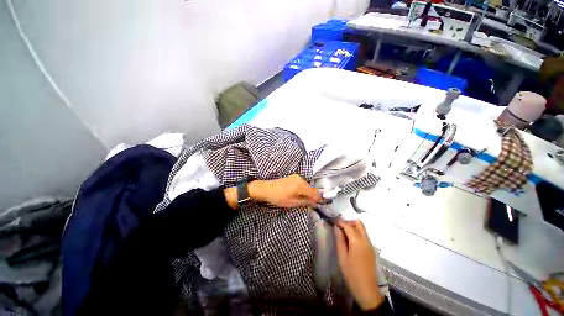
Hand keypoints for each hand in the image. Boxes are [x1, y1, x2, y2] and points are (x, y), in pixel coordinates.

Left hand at [249, 174, 321, 207]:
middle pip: (311, 188)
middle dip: (313, 196)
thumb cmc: (278, 197)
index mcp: (301, 185)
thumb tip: (315, 203)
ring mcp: (296, 177)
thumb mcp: (292, 203)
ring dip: (308, 192)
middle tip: (314, 204)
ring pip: (306, 186)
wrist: (266, 189)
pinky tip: (301, 194)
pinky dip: (303, 189)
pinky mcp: (292, 177)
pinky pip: (302, 183)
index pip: (314, 193)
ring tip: (307, 200)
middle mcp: (300, 179)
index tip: (322, 204)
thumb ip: (305, 202)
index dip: (318, 199)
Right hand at [335, 220, 384, 310]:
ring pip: (362, 229)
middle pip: (359, 223)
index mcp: (358, 242)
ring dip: (353, 227)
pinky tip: (350, 241)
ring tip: (343, 233)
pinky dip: (357, 233)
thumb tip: (337, 228)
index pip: (348, 226)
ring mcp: (370, 245)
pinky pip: (364, 235)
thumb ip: (339, 240)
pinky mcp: (371, 250)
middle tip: (339, 227)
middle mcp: (366, 240)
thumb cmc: (351, 274)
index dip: (340, 222)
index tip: (333, 221)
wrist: (367, 291)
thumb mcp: (342, 257)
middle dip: (349, 222)